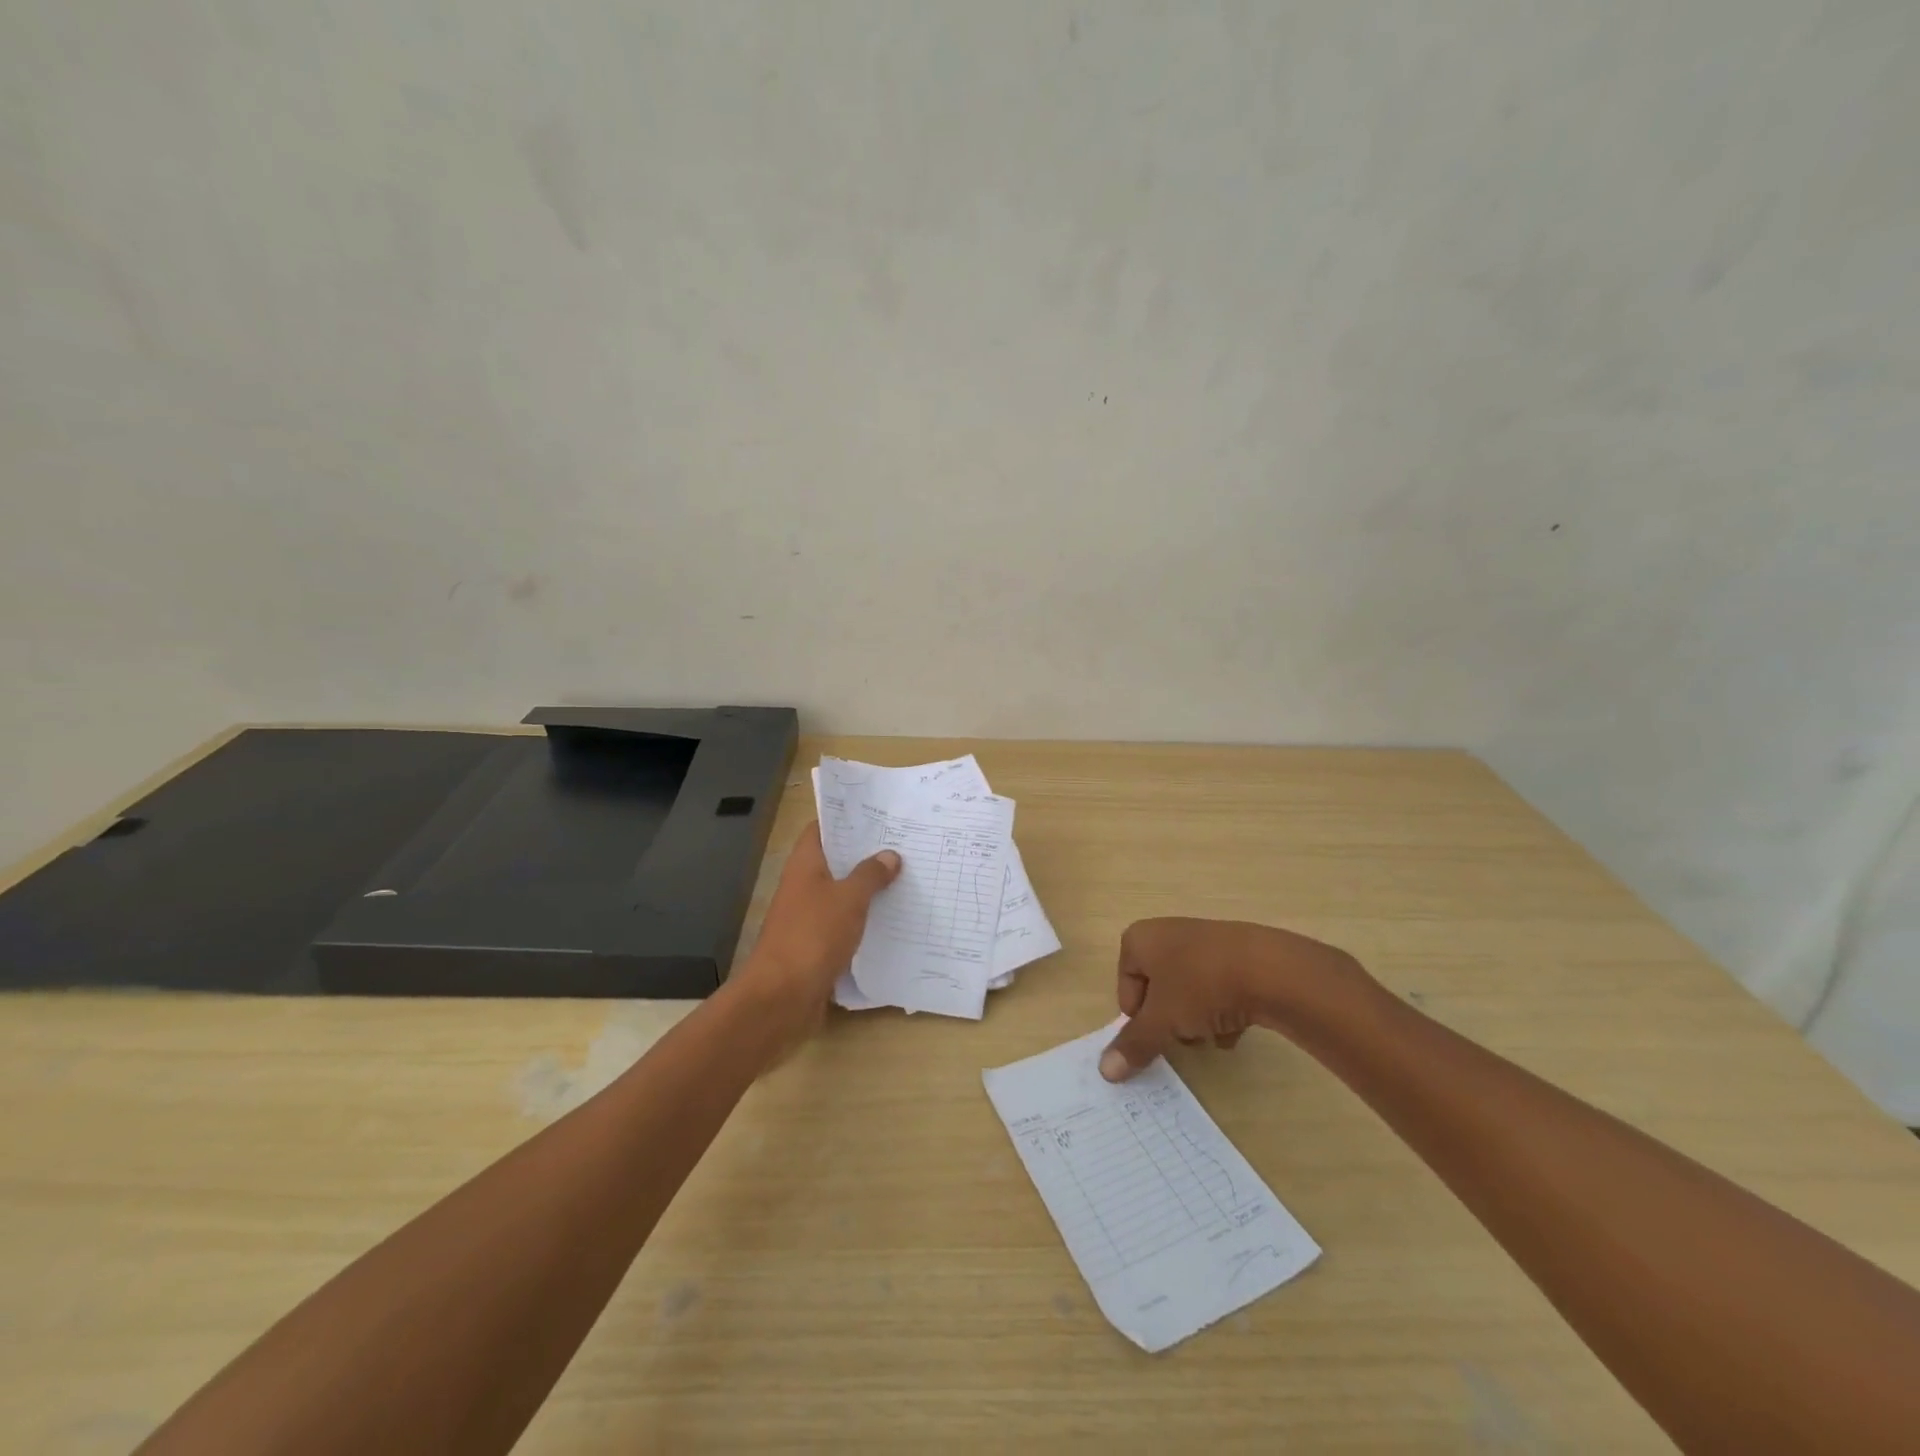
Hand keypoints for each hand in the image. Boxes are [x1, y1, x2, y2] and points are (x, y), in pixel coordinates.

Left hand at [738, 821, 899, 1014]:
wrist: (782, 998)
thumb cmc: (813, 936)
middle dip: (865, 854)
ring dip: (867, 889)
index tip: (879, 814)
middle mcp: (803, 886)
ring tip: (906, 877)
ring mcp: (808, 917)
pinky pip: (844, 924)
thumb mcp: (849, 899)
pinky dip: (864, 920)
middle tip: (903, 844)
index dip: (846, 818)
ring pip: (841, 894)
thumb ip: (870, 875)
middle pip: (835, 861)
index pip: (821, 829)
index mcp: (805, 865)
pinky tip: (892, 919)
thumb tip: (889, 855)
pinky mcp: (816, 946)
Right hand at [1099, 917, 1367, 1081]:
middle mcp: (1167, 934)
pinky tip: (1236, 1028)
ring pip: (1188, 994)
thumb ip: (1133, 1045)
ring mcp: (1204, 942)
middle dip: (1169, 1020)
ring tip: (1213, 1033)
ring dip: (1195, 1020)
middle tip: (1184, 1035)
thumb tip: (1105, 1072)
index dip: (1138, 1017)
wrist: (1271, 969)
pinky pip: (1217, 989)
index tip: (1156, 1033)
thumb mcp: (1160, 1020)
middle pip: (1157, 992)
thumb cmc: (1201, 986)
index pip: (1125, 987)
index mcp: (1140, 939)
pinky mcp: (1236, 955)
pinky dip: (1222, 1011)